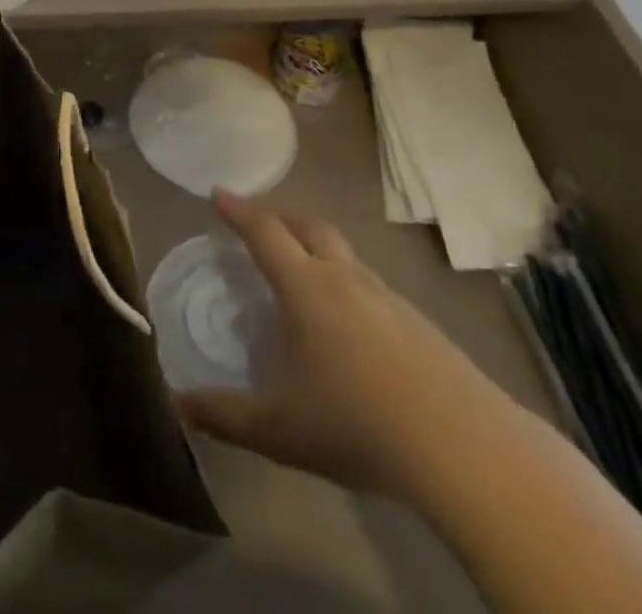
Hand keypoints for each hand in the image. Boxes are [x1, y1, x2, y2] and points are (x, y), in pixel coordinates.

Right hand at [176, 191, 514, 503]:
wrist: (463, 447)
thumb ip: (225, 417)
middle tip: (260, 220)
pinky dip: (347, 281)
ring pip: (344, 254)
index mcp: (306, 289)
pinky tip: (351, 322)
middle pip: (309, 227)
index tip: (219, 193)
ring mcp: (388, 297)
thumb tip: (177, 406)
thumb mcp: (279, 430)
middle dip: (280, 216)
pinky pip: (371, 285)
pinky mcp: (419, 323)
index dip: (239, 212)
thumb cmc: (357, 425)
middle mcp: (345, 279)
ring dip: (316, 246)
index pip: (265, 233)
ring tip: (303, 269)